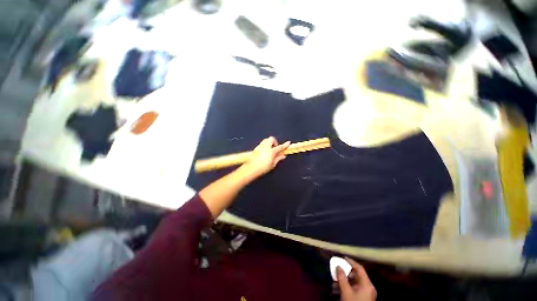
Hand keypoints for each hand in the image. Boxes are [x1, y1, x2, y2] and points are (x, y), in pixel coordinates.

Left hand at [241, 137, 289, 178]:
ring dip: (269, 143)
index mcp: (271, 151)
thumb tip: (283, 155)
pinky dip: (265, 145)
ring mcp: (260, 146)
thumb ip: (278, 158)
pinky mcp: (256, 148)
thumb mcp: (273, 164)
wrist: (251, 169)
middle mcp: (265, 146)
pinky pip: (262, 144)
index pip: (280, 147)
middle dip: (274, 142)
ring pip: (266, 140)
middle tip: (275, 148)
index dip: (285, 145)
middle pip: (271, 139)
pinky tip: (265, 152)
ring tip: (270, 150)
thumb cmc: (263, 168)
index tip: (288, 143)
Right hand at [336, 257, 375, 300]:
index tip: (343, 257)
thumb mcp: (346, 291)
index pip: (360, 269)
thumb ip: (342, 277)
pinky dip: (345, 288)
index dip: (351, 262)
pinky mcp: (362, 299)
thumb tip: (338, 266)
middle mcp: (368, 288)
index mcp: (367, 284)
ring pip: (353, 283)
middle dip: (344, 273)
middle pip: (356, 276)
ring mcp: (366, 294)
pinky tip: (336, 290)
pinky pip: (353, 289)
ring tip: (333, 283)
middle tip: (336, 271)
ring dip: (343, 281)